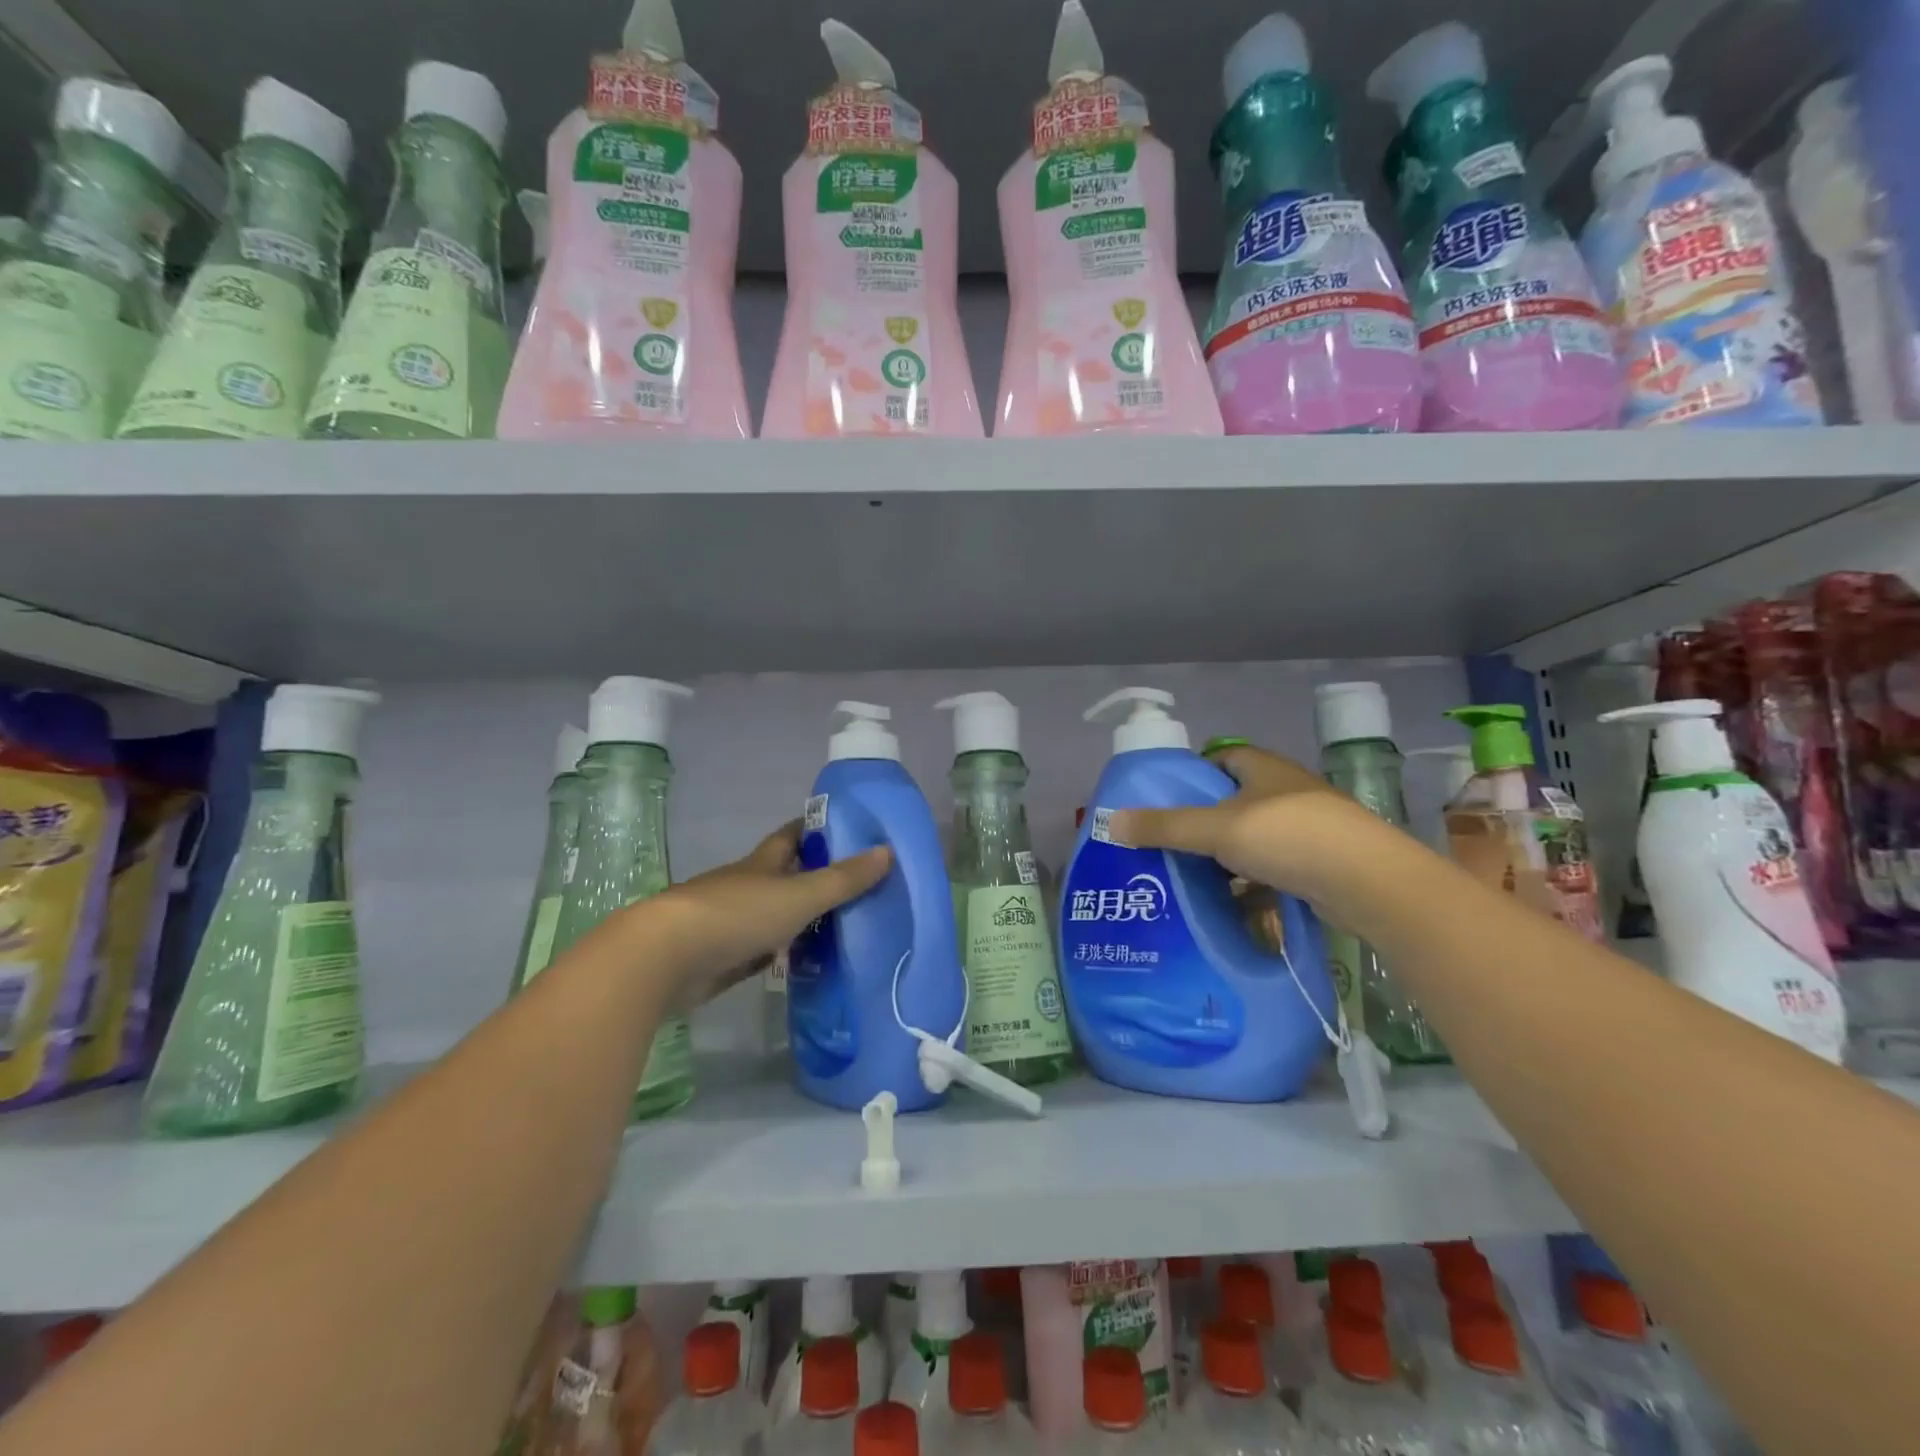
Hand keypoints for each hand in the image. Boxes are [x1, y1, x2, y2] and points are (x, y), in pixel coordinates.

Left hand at [647, 823, 890, 1010]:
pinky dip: (781, 952)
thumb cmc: (736, 914)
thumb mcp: (800, 895)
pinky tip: (802, 961)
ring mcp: (729, 923)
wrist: (665, 959)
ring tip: (839, 925)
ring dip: (798, 918)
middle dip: (812, 875)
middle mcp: (745, 887)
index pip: (791, 836)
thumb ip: (843, 879)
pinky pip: (760, 951)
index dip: (815, 829)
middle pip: (783, 875)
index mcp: (762, 864)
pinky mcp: (719, 958)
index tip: (844, 827)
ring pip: (772, 914)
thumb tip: (887, 851)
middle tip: (854, 884)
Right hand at [1108, 744, 1369, 898]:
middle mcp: (1287, 793)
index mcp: (1264, 770)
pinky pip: (1273, 870)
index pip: (1223, 757)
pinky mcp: (1319, 866)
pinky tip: (1229, 904)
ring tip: (1190, 877)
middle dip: (1204, 821)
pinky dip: (1251, 885)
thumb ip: (1165, 826)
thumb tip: (1110, 822)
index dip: (1194, 772)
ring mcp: (1307, 830)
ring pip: (1253, 840)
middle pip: (1235, 801)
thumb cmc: (1289, 838)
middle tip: (1168, 841)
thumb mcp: (1216, 829)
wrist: (1370, 885)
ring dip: (1226, 858)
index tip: (1166, 796)